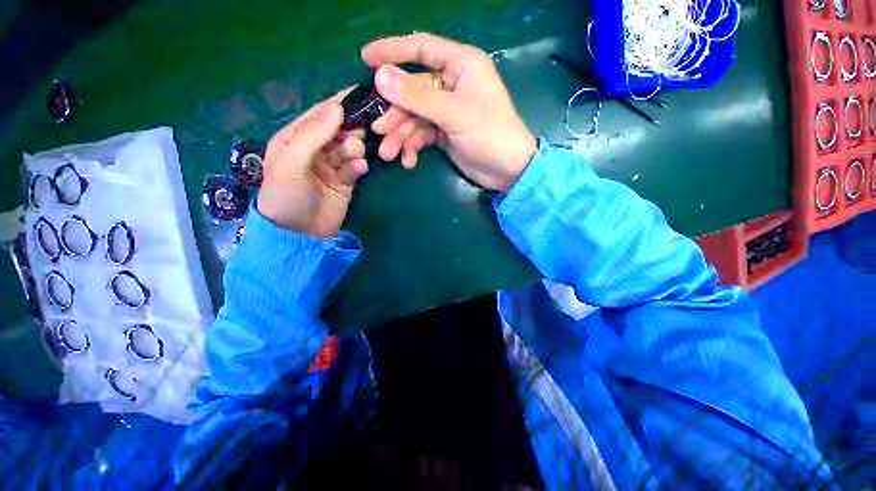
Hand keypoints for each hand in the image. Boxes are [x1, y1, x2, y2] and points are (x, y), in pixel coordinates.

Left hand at [258, 90, 368, 237]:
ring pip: (349, 147)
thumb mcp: (292, 161)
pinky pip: (355, 166)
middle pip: (338, 129)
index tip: (360, 96)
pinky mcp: (346, 180)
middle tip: (362, 131)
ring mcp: (332, 165)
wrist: (299, 233)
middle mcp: (315, 148)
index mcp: (295, 137)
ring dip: (354, 148)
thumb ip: (313, 134)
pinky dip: (358, 166)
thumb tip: (337, 107)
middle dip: (350, 128)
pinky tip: (359, 169)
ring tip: (356, 154)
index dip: (338, 104)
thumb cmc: (286, 195)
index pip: (319, 114)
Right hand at [362, 33, 536, 191]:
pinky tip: (409, 162)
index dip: (392, 50)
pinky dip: (413, 147)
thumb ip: (417, 96)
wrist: (506, 170)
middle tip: (378, 132)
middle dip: (395, 114)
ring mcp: (447, 110)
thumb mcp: (454, 114)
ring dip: (401, 136)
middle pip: (412, 91)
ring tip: (389, 154)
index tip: (365, 59)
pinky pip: (422, 135)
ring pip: (414, 117)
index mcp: (460, 65)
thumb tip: (379, 76)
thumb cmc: (489, 134)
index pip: (421, 47)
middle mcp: (452, 84)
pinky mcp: (445, 132)